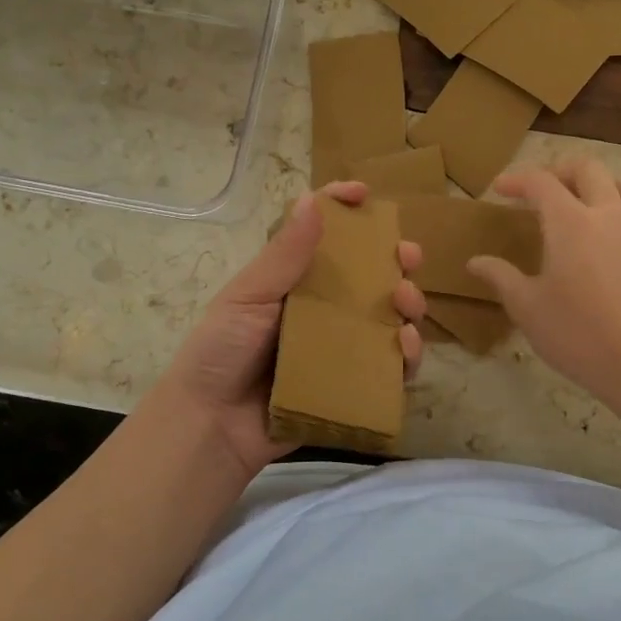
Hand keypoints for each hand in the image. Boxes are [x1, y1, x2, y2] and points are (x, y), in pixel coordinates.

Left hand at [157, 181, 424, 481]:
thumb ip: (283, 255)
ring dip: (409, 303)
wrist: (211, 425)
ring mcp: (341, 346)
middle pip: (371, 275)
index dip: (344, 209)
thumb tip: (312, 200)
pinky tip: (406, 347)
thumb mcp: (248, 296)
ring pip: (389, 317)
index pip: (324, 235)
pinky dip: (407, 354)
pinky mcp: (352, 384)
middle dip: (396, 260)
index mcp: (295, 280)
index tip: (365, 195)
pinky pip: (389, 366)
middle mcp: (323, 308)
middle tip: (409, 257)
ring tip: (408, 303)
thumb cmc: (220, 352)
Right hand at [465, 158, 620, 411]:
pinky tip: (608, 244)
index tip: (500, 189)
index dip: (518, 180)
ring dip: (597, 184)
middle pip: (588, 169)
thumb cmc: (579, 335)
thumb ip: (501, 277)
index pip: (542, 182)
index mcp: (571, 222)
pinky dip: (619, 213)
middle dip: (560, 170)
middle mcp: (609, 215)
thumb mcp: (528, 309)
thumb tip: (475, 261)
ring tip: (579, 206)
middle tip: (541, 188)